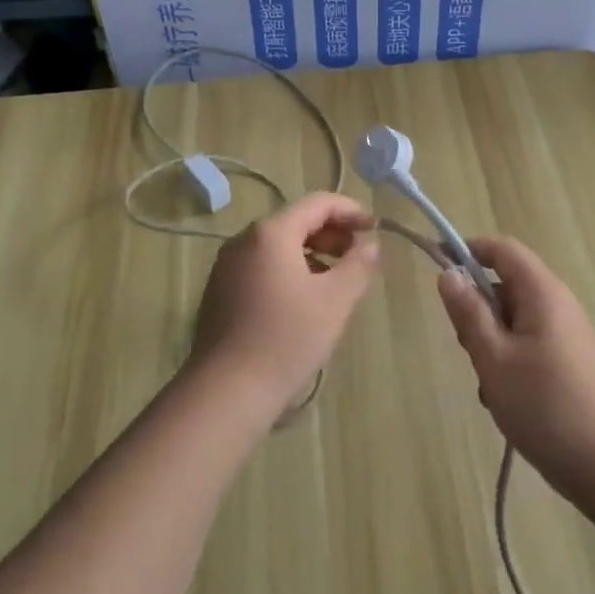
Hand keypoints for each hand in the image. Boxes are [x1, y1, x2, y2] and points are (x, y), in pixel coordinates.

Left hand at [192, 192, 379, 423]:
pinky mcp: (220, 291)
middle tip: (358, 255)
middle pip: (295, 221)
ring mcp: (227, 265)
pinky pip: (261, 266)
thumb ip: (358, 265)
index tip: (375, 227)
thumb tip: (369, 244)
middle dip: (332, 233)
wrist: (227, 390)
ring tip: (336, 279)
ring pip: (277, 245)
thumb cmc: (287, 338)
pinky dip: (289, 270)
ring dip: (312, 252)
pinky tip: (304, 299)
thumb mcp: (335, 300)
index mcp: (271, 233)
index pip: (317, 203)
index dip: (350, 210)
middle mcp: (243, 240)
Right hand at [436, 236, 594, 493]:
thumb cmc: (540, 404)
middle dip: (479, 307)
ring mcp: (568, 331)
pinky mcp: (571, 357)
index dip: (469, 249)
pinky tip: (504, 395)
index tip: (438, 262)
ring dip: (491, 338)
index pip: (503, 249)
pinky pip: (530, 339)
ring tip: (487, 381)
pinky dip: (509, 356)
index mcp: (543, 293)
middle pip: (508, 283)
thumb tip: (448, 273)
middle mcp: (560, 303)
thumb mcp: (492, 357)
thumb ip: (468, 312)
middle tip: (466, 345)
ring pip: (515, 316)